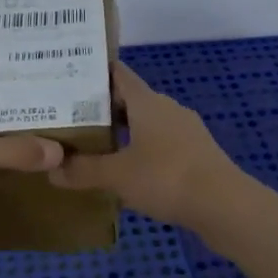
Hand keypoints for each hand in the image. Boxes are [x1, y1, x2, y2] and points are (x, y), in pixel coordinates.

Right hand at [48, 61, 239, 228]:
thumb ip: (83, 170)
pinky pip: (160, 145)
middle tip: (69, 118)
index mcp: (147, 102)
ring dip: (122, 132)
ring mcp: (185, 131)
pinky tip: (126, 172)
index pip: (117, 74)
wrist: (225, 206)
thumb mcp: (117, 175)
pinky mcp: (196, 155)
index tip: (68, 77)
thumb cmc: (166, 177)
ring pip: (146, 124)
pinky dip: (141, 152)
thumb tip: (52, 169)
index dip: (93, 72)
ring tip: (93, 147)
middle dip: (101, 108)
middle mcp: (167, 109)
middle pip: (129, 100)